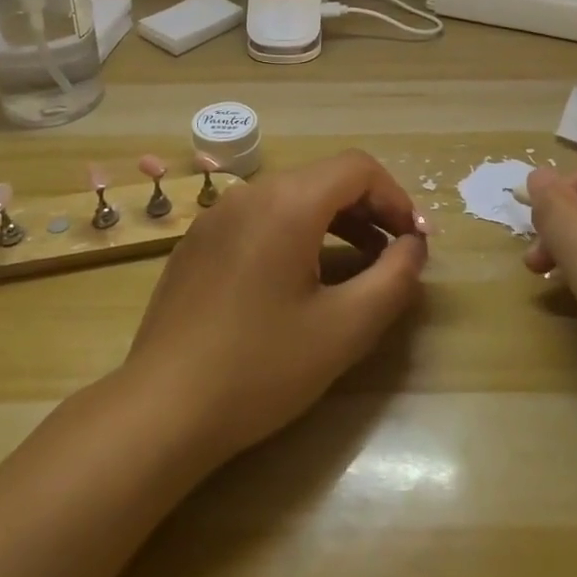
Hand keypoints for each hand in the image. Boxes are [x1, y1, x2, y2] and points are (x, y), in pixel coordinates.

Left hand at [124, 150, 427, 465]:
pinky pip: (258, 219)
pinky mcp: (197, 241)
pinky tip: (296, 282)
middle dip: (367, 211)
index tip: (414, 242)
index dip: (395, 198)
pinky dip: (293, 233)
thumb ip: (394, 279)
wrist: (162, 408)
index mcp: (287, 202)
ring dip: (332, 222)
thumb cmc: (261, 367)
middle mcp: (249, 193)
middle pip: (324, 179)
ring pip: (290, 198)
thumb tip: (414, 246)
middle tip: (393, 256)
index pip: (357, 168)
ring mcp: (216, 215)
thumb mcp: (345, 328)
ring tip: (355, 269)